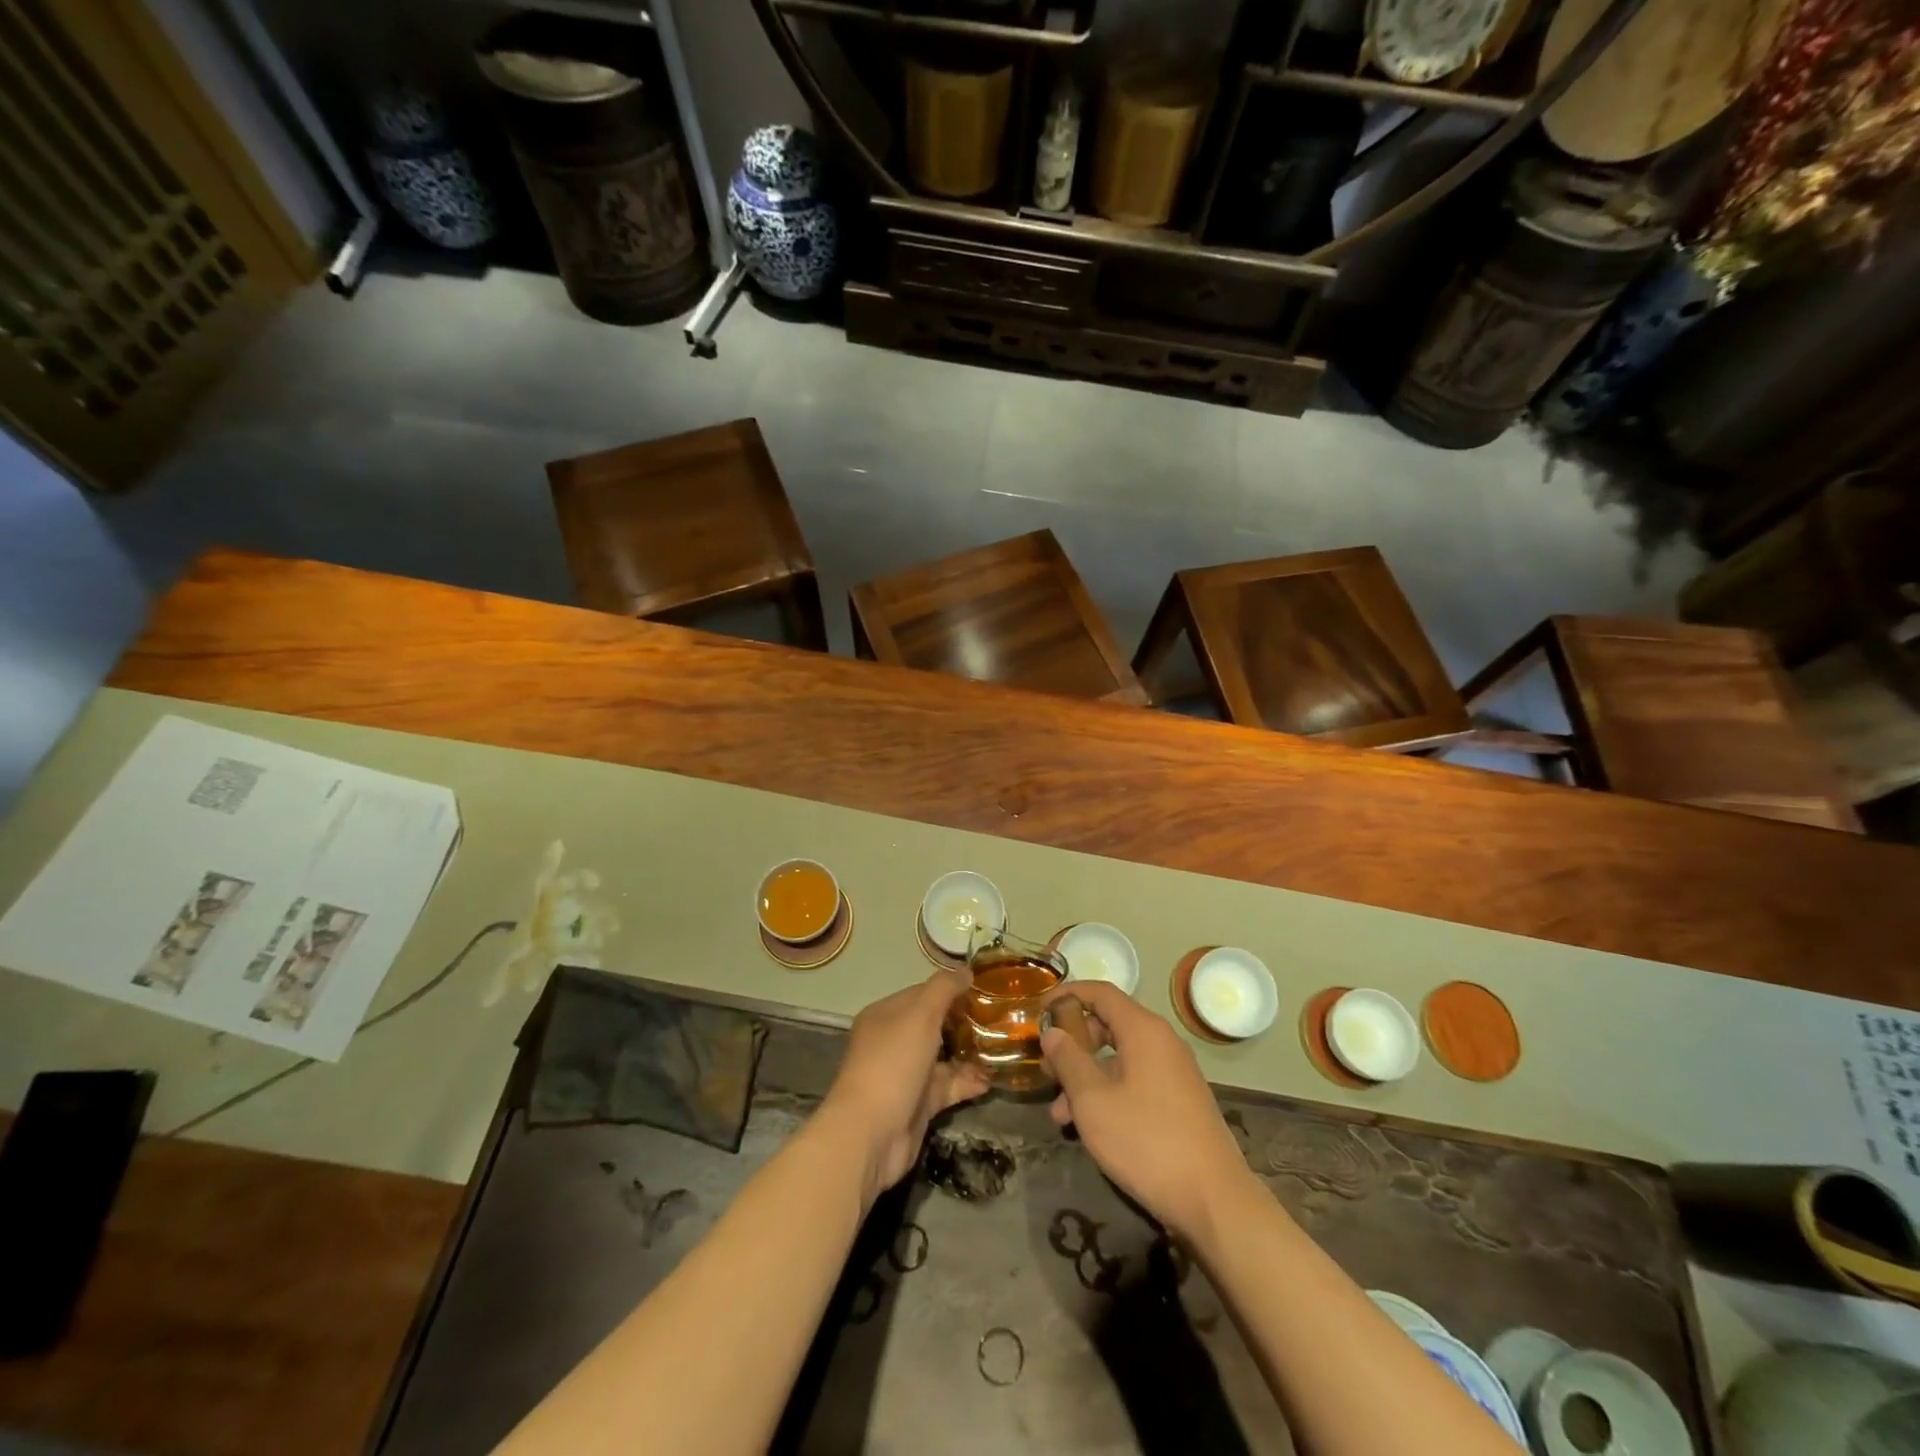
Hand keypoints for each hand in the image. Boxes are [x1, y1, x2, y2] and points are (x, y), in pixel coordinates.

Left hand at [819, 969, 990, 1204]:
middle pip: (935, 1025)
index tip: (985, 990)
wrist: (871, 1133)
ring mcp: (906, 1073)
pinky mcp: (919, 1103)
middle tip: (1001, 1019)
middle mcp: (894, 1041)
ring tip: (1004, 1047)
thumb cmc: (893, 1063)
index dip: (952, 990)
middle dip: (965, 1022)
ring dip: (971, 1053)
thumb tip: (966, 970)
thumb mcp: (920, 1015)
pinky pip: (948, 1086)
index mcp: (887, 1014)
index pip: (923, 993)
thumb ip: (944, 989)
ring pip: (944, 1056)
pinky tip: (993, 1078)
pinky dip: (969, 1082)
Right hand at [1039, 981, 1254, 1242]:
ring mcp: (1174, 1072)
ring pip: (1119, 1059)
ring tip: (1059, 1115)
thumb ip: (1069, 1061)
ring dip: (1086, 1078)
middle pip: (1109, 1025)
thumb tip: (1053, 1032)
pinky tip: (1089, 1127)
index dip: (1068, 994)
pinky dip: (1108, 1093)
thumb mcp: (1093, 1100)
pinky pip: (1135, 1081)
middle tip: (1047, 1069)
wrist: (1214, 1200)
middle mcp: (1162, 1042)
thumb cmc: (1147, 1141)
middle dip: (1073, 1044)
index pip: (1100, 992)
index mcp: (1143, 1030)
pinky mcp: (1179, 1101)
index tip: (1039, 1010)